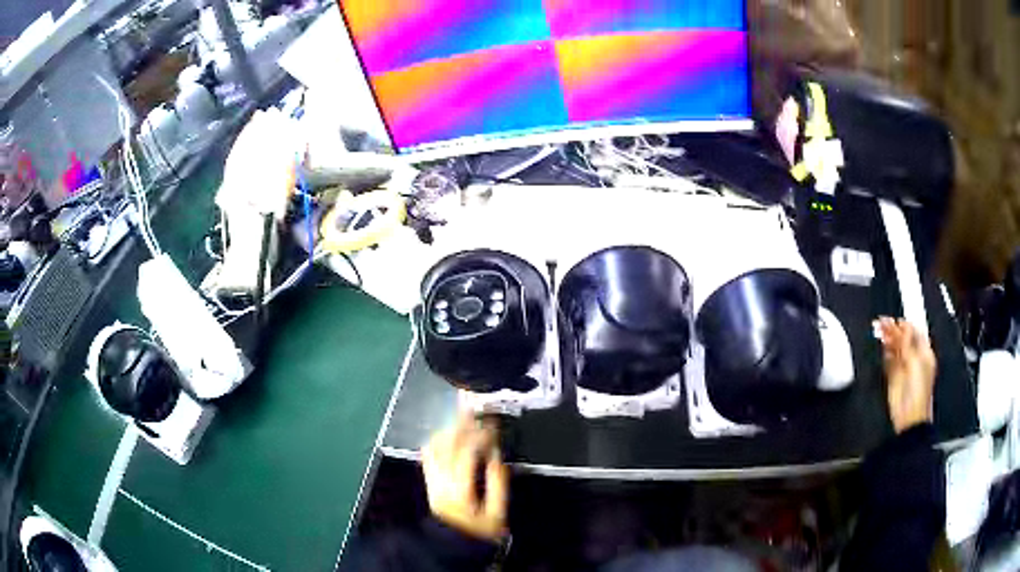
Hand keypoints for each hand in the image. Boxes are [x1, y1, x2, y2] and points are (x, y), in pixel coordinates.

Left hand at [421, 414, 508, 542]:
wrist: (453, 544)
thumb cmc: (479, 530)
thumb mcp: (496, 513)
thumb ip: (497, 483)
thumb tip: (496, 456)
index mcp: (459, 489)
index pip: (466, 452)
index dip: (480, 435)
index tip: (493, 425)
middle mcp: (440, 481)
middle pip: (447, 444)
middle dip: (463, 425)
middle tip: (478, 413)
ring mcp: (431, 479)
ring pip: (435, 445)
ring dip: (450, 430)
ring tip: (465, 419)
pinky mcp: (429, 480)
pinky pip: (429, 453)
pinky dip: (439, 439)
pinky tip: (450, 433)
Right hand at [877, 317, 936, 432]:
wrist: (909, 417)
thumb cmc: (917, 389)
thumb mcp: (916, 363)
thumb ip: (909, 344)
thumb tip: (902, 327)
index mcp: (923, 353)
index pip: (914, 333)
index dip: (904, 325)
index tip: (893, 320)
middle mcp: (914, 358)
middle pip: (903, 339)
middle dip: (893, 330)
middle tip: (881, 322)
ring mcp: (903, 368)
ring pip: (895, 348)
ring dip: (888, 339)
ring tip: (878, 329)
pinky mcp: (893, 378)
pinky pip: (889, 362)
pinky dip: (886, 354)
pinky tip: (882, 347)